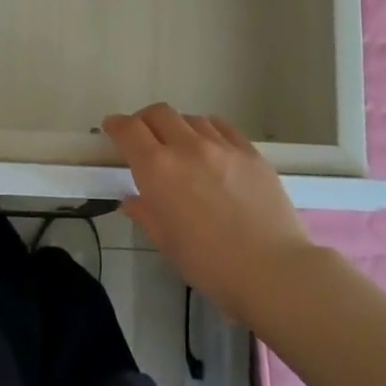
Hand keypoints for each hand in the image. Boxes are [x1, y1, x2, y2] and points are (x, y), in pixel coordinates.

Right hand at [105, 103, 315, 324]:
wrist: (273, 271)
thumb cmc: (210, 266)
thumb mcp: (167, 244)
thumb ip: (146, 213)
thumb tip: (133, 199)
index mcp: (158, 170)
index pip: (129, 130)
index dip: (116, 126)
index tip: (112, 129)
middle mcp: (187, 147)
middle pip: (159, 113)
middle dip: (144, 121)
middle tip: (143, 137)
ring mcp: (222, 146)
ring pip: (191, 118)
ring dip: (178, 127)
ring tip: (181, 146)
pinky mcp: (250, 151)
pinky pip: (222, 127)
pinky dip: (208, 130)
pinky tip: (211, 146)